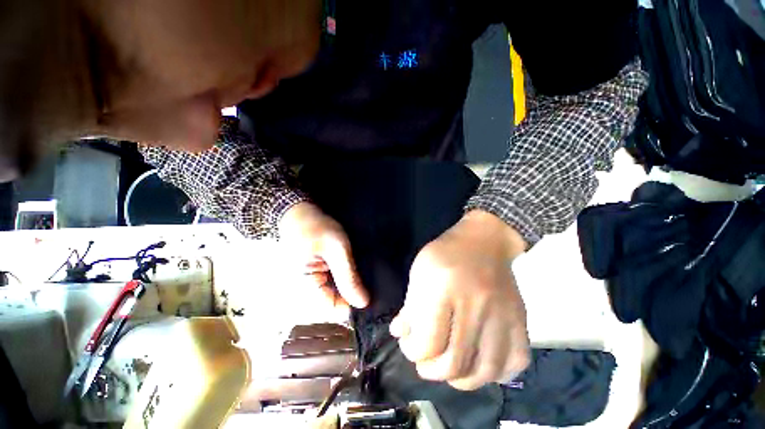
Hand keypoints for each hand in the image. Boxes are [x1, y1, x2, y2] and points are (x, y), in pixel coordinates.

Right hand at [278, 202, 368, 309]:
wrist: (300, 212)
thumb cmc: (316, 227)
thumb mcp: (337, 249)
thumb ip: (348, 276)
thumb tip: (362, 303)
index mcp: (305, 287)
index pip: (332, 310)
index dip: (353, 305)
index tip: (371, 296)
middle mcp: (305, 289)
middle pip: (334, 302)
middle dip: (352, 294)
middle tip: (370, 283)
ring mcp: (310, 281)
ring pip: (335, 292)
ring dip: (349, 285)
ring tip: (363, 275)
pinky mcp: (316, 272)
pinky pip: (332, 282)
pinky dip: (344, 278)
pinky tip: (355, 270)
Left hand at [390, 210, 529, 390]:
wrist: (484, 240)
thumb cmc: (446, 253)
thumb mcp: (420, 271)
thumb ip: (410, 305)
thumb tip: (400, 333)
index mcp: (444, 287)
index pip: (429, 341)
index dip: (413, 351)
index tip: (409, 345)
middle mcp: (475, 304)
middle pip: (456, 362)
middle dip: (432, 370)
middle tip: (424, 363)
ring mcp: (502, 314)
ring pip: (486, 370)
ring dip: (462, 380)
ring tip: (449, 371)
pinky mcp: (520, 318)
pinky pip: (515, 361)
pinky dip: (496, 375)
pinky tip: (480, 367)